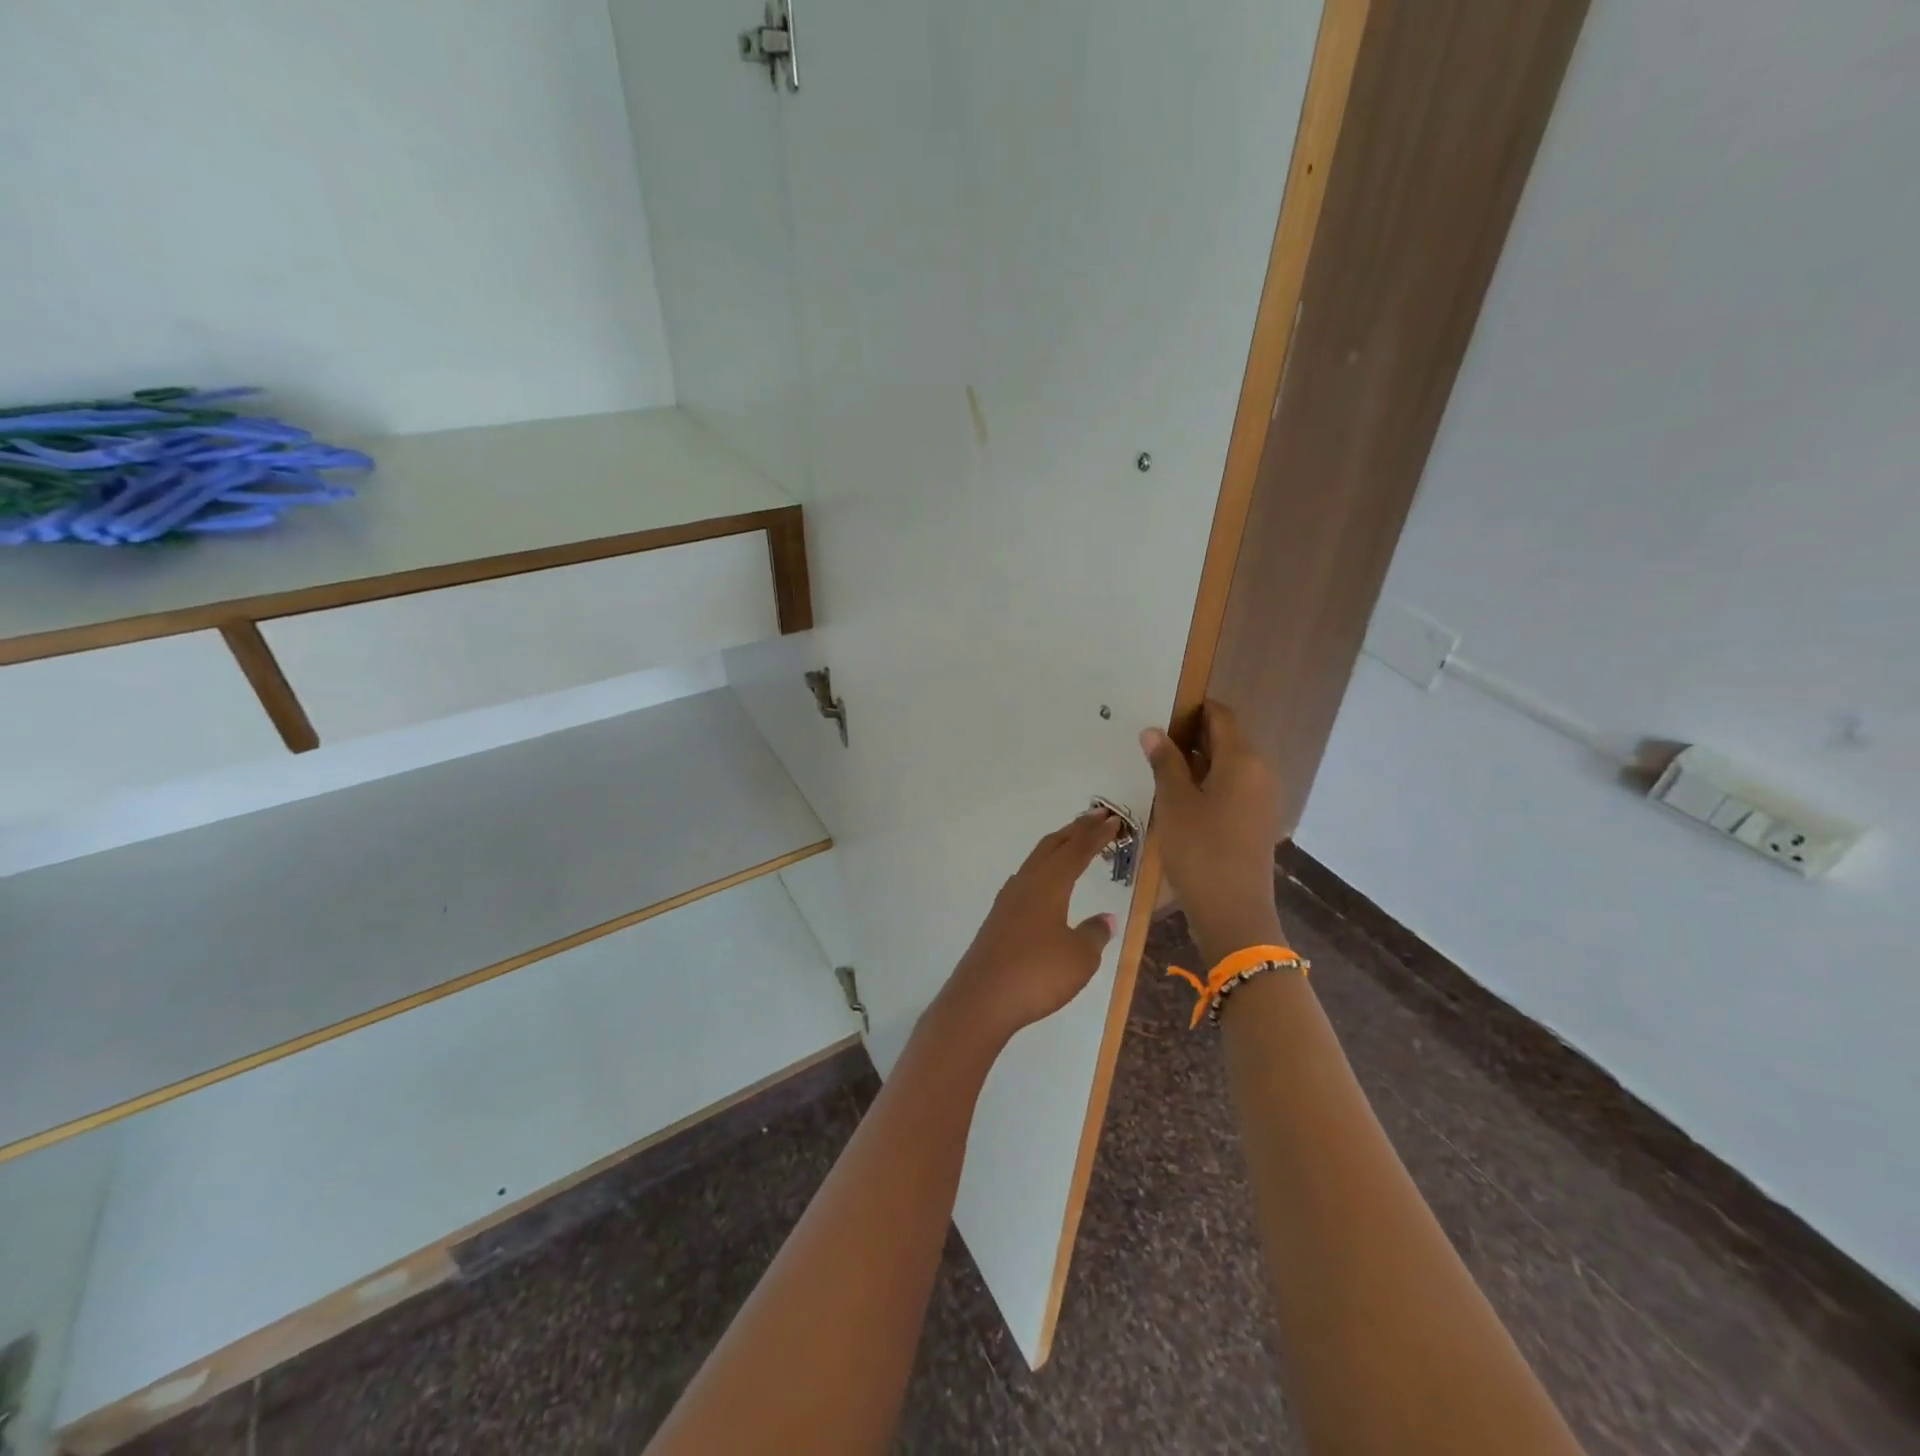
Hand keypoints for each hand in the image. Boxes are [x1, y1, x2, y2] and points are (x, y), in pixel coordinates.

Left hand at [935, 810, 1120, 1046]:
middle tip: (1096, 817)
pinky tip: (1043, 882)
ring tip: (1072, 841)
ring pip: (1036, 861)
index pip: (1077, 851)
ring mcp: (1008, 901)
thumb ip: (1094, 934)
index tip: (1113, 821)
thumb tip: (1105, 918)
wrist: (981, 999)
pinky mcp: (998, 920)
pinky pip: (1026, 880)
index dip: (1096, 836)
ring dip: (1057, 847)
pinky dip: (1042, 869)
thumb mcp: (1079, 957)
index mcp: (1049, 885)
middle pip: (1052, 847)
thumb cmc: (1037, 974)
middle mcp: (1026, 884)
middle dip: (1075, 830)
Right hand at [1140, 701, 1286, 961]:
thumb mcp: (1175, 803)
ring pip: (1228, 766)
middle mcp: (1260, 772)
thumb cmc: (1200, 851)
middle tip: (1152, 746)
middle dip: (1190, 737)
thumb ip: (1165, 762)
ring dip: (1197, 763)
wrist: (1233, 912)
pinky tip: (1180, 801)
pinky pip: (1233, 788)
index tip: (1161, 714)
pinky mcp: (1257, 821)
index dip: (1193, 709)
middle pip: (1226, 739)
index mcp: (1243, 760)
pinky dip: (1208, 785)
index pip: (1221, 716)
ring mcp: (1262, 799)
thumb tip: (1153, 731)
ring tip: (1160, 773)